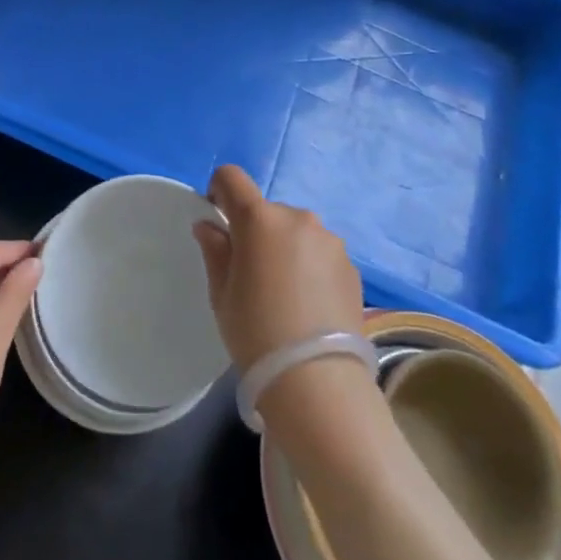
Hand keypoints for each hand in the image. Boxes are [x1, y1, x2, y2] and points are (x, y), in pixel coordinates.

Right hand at [192, 165, 363, 372]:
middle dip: (255, 231)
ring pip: (296, 231)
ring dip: (285, 247)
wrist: (318, 381)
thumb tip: (209, 226)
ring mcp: (329, 240)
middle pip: (266, 210)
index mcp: (259, 219)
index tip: (218, 220)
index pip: (231, 178)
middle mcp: (297, 218)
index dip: (218, 191)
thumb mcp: (222, 293)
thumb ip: (215, 250)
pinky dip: (309, 266)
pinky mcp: (351, 265)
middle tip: (251, 273)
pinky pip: (319, 252)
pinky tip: (308, 304)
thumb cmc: (256, 332)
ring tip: (284, 293)